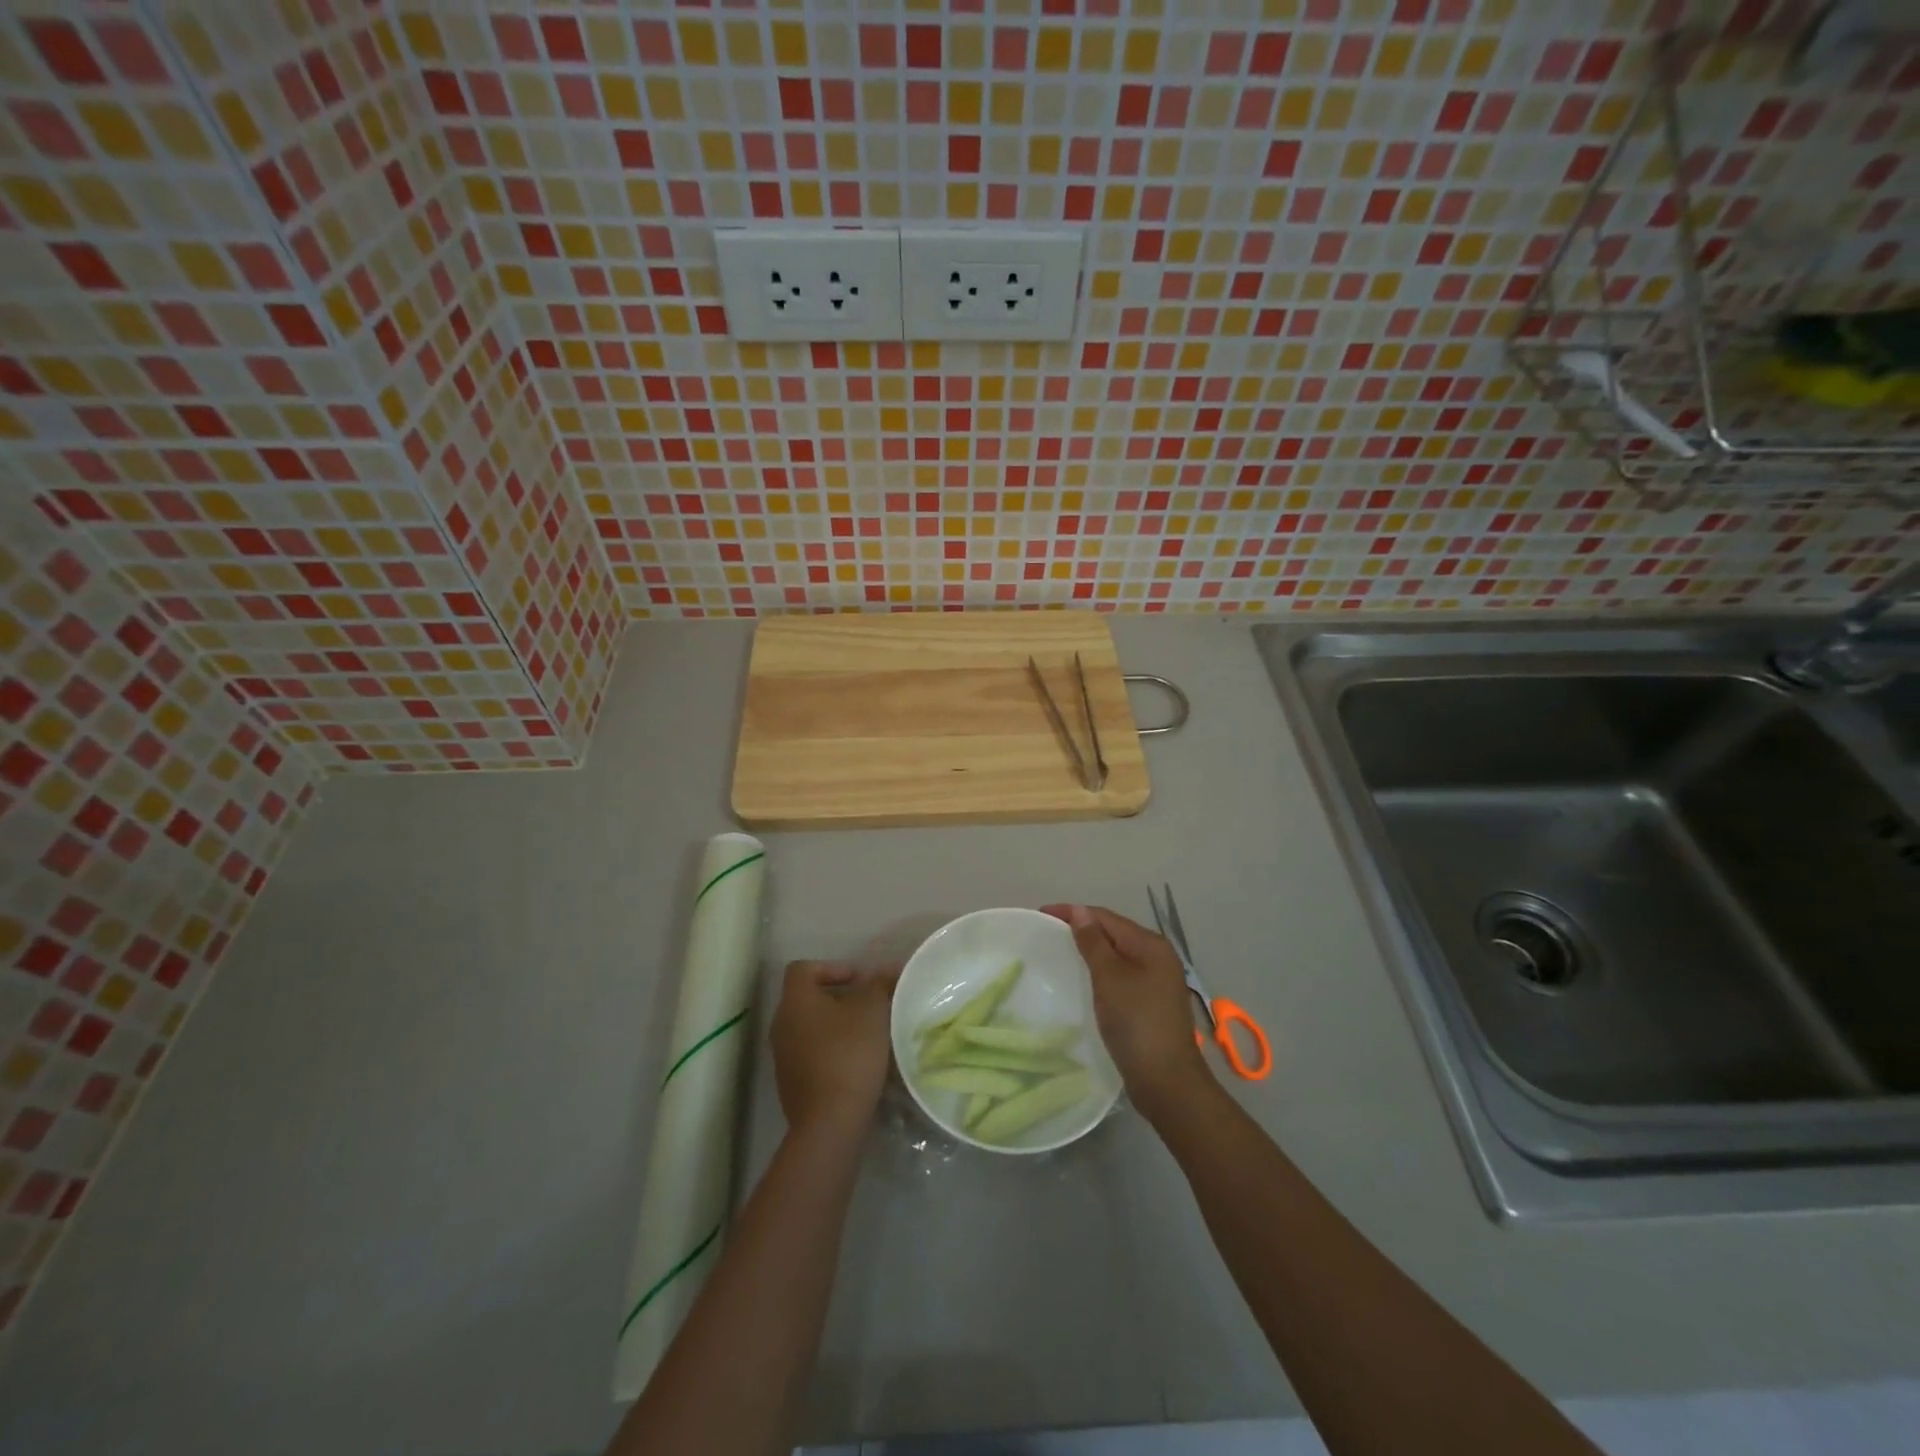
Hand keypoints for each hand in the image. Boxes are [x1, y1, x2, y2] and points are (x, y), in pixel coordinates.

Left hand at [770, 960, 898, 1137]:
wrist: (829, 1122)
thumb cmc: (848, 1054)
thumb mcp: (872, 1011)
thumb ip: (879, 984)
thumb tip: (888, 969)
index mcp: (794, 1001)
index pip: (803, 968)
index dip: (832, 967)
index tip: (859, 981)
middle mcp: (781, 1024)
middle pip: (808, 998)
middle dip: (839, 998)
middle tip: (868, 1006)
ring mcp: (783, 1056)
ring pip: (810, 1028)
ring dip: (836, 1026)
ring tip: (867, 1035)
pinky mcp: (791, 1083)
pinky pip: (811, 1054)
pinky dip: (831, 1051)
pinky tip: (856, 1063)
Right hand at [1042, 904, 1211, 1118]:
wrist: (1166, 1081)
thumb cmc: (1136, 1022)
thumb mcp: (1109, 977)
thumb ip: (1093, 942)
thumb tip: (1080, 911)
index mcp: (1151, 944)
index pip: (1106, 917)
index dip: (1073, 912)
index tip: (1041, 914)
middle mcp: (1158, 957)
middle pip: (1114, 933)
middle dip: (1082, 929)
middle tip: (1048, 933)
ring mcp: (1157, 981)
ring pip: (1117, 955)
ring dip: (1091, 951)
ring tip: (1061, 953)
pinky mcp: (1151, 1003)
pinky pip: (1120, 976)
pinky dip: (1101, 972)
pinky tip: (1085, 981)